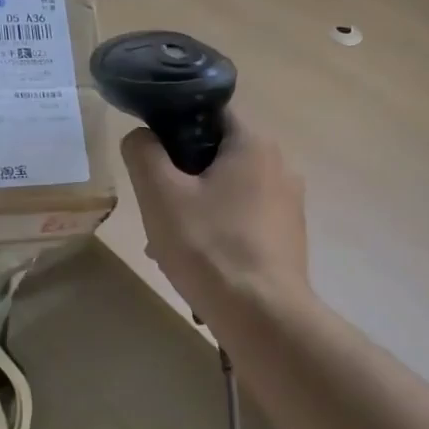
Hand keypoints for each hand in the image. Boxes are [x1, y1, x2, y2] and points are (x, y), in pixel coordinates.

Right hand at [120, 114, 308, 322]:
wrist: (263, 317)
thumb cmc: (209, 247)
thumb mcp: (160, 195)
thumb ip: (143, 153)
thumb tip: (141, 136)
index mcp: (253, 144)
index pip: (210, 111)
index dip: (174, 125)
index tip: (151, 156)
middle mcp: (280, 165)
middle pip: (216, 155)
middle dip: (180, 178)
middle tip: (154, 209)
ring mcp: (288, 203)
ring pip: (227, 192)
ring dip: (194, 209)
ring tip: (166, 245)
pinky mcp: (288, 236)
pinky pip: (242, 220)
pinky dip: (217, 231)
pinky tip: (196, 263)